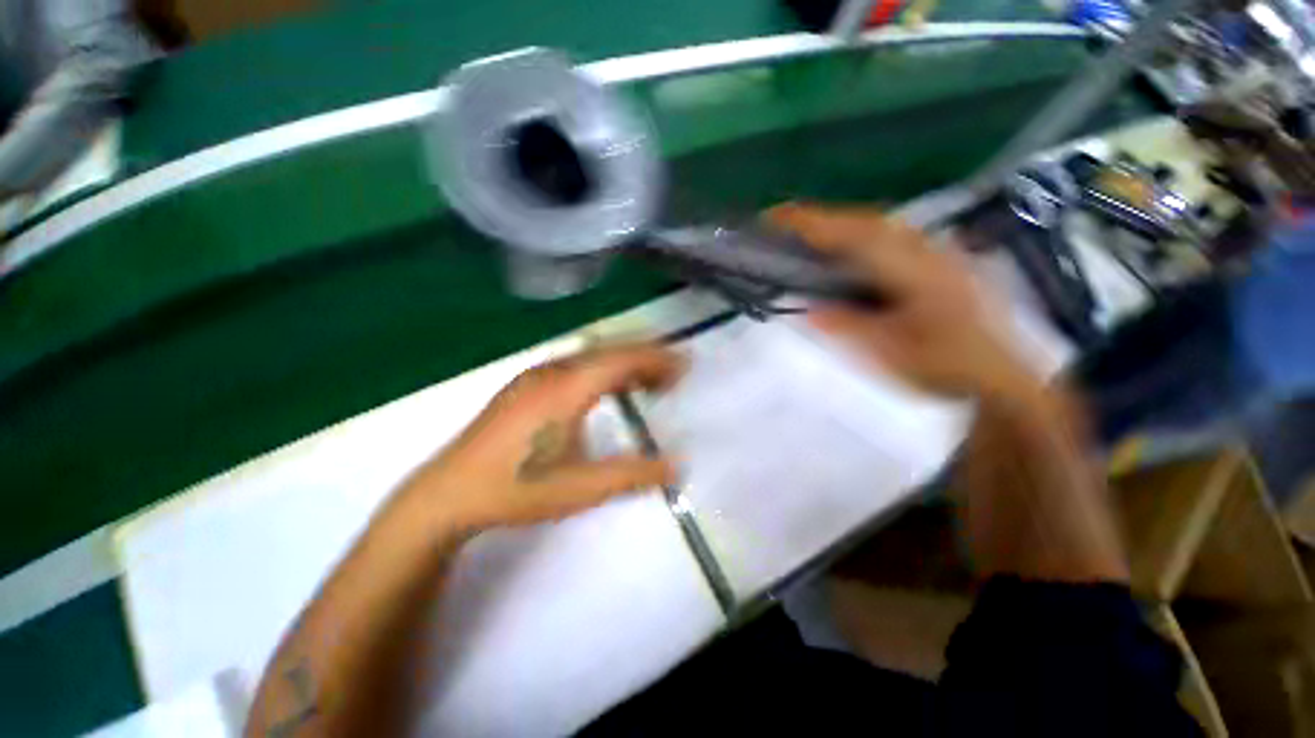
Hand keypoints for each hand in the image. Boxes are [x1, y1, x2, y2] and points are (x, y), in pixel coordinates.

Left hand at [402, 344, 683, 529]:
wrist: (449, 494)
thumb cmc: (516, 489)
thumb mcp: (580, 489)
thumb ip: (631, 475)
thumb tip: (676, 465)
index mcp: (567, 388)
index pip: (622, 359)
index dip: (657, 358)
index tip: (685, 365)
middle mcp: (553, 371)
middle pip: (609, 350)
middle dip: (646, 356)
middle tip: (674, 374)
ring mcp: (536, 375)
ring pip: (592, 355)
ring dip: (624, 362)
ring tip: (649, 381)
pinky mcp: (526, 385)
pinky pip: (575, 364)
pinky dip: (602, 369)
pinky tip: (607, 388)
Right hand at [768, 203, 1036, 398]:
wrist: (1003, 376)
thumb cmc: (946, 369)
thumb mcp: (893, 356)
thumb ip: (850, 329)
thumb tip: (808, 309)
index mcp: (915, 273)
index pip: (856, 237)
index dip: (813, 224)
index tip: (774, 218)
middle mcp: (926, 251)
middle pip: (866, 221)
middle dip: (821, 218)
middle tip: (781, 224)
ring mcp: (935, 252)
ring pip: (879, 225)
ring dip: (839, 223)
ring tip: (805, 234)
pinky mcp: (937, 259)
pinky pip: (889, 236)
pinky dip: (858, 234)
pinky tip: (845, 248)